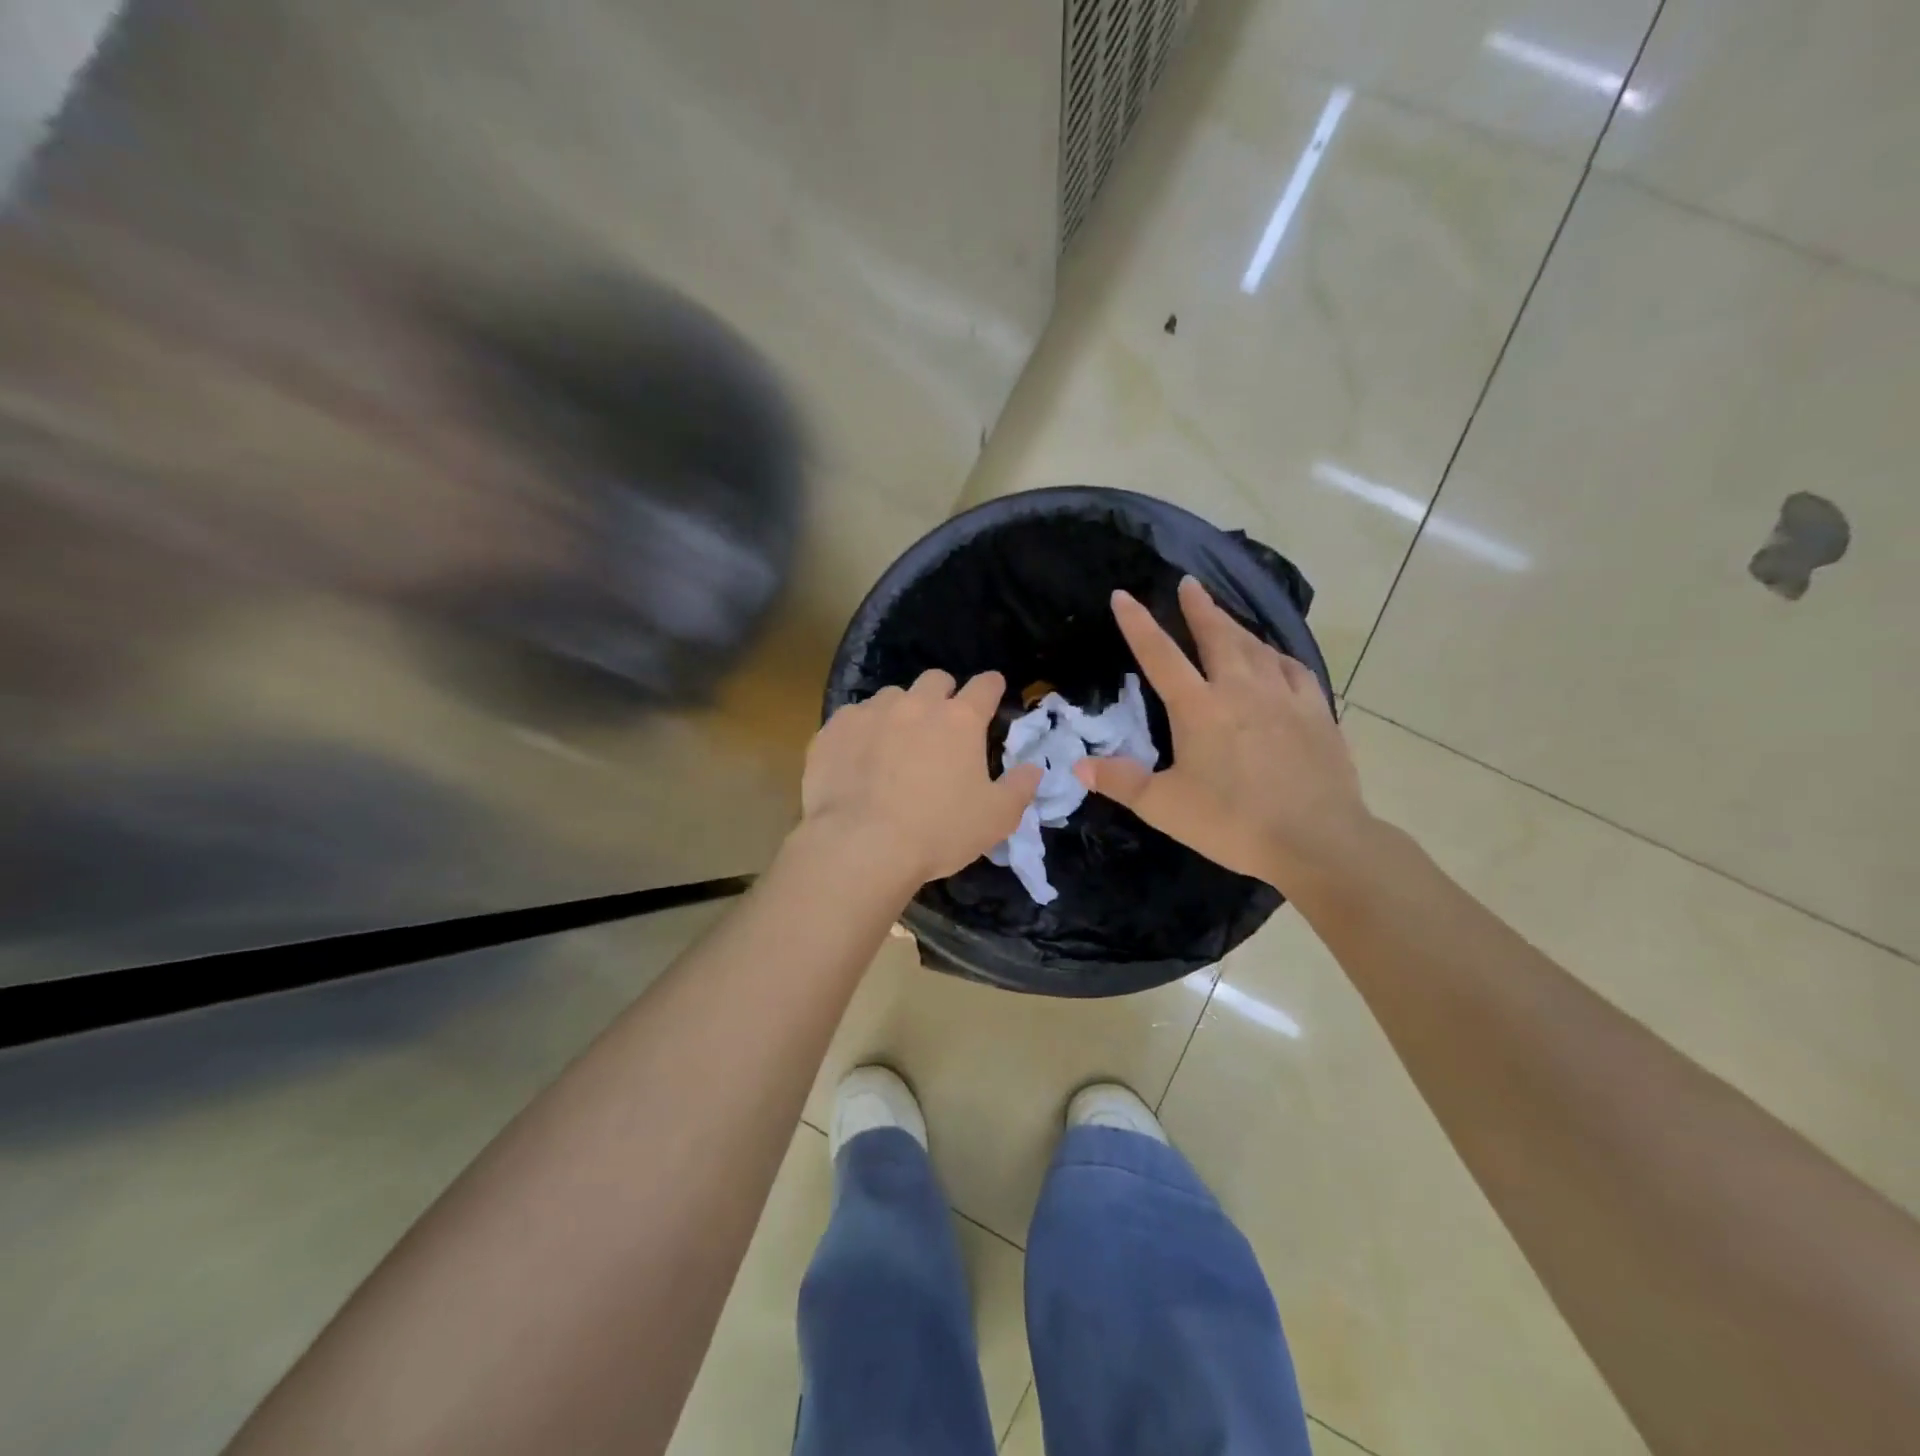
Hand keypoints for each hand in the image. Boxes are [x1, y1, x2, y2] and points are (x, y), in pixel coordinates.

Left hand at [802, 670, 1043, 886]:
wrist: (860, 846)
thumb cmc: (937, 832)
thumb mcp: (995, 819)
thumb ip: (1020, 788)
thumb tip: (1034, 769)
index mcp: (960, 720)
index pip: (985, 686)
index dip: (991, 687)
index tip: (992, 691)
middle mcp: (916, 705)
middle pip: (936, 679)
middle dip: (943, 693)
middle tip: (942, 723)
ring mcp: (871, 712)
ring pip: (892, 696)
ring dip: (900, 711)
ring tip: (895, 743)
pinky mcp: (835, 729)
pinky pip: (853, 718)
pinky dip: (862, 731)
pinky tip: (858, 758)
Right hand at [1074, 577, 1372, 893]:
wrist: (1318, 840)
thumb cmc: (1233, 823)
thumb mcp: (1165, 807)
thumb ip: (1121, 782)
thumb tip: (1079, 764)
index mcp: (1200, 708)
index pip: (1161, 655)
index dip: (1138, 624)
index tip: (1123, 595)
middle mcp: (1241, 689)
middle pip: (1217, 635)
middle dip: (1199, 607)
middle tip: (1188, 584)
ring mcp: (1284, 696)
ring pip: (1256, 646)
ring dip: (1235, 626)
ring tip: (1223, 617)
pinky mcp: (1317, 711)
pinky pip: (1293, 668)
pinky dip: (1276, 655)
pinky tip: (1274, 657)